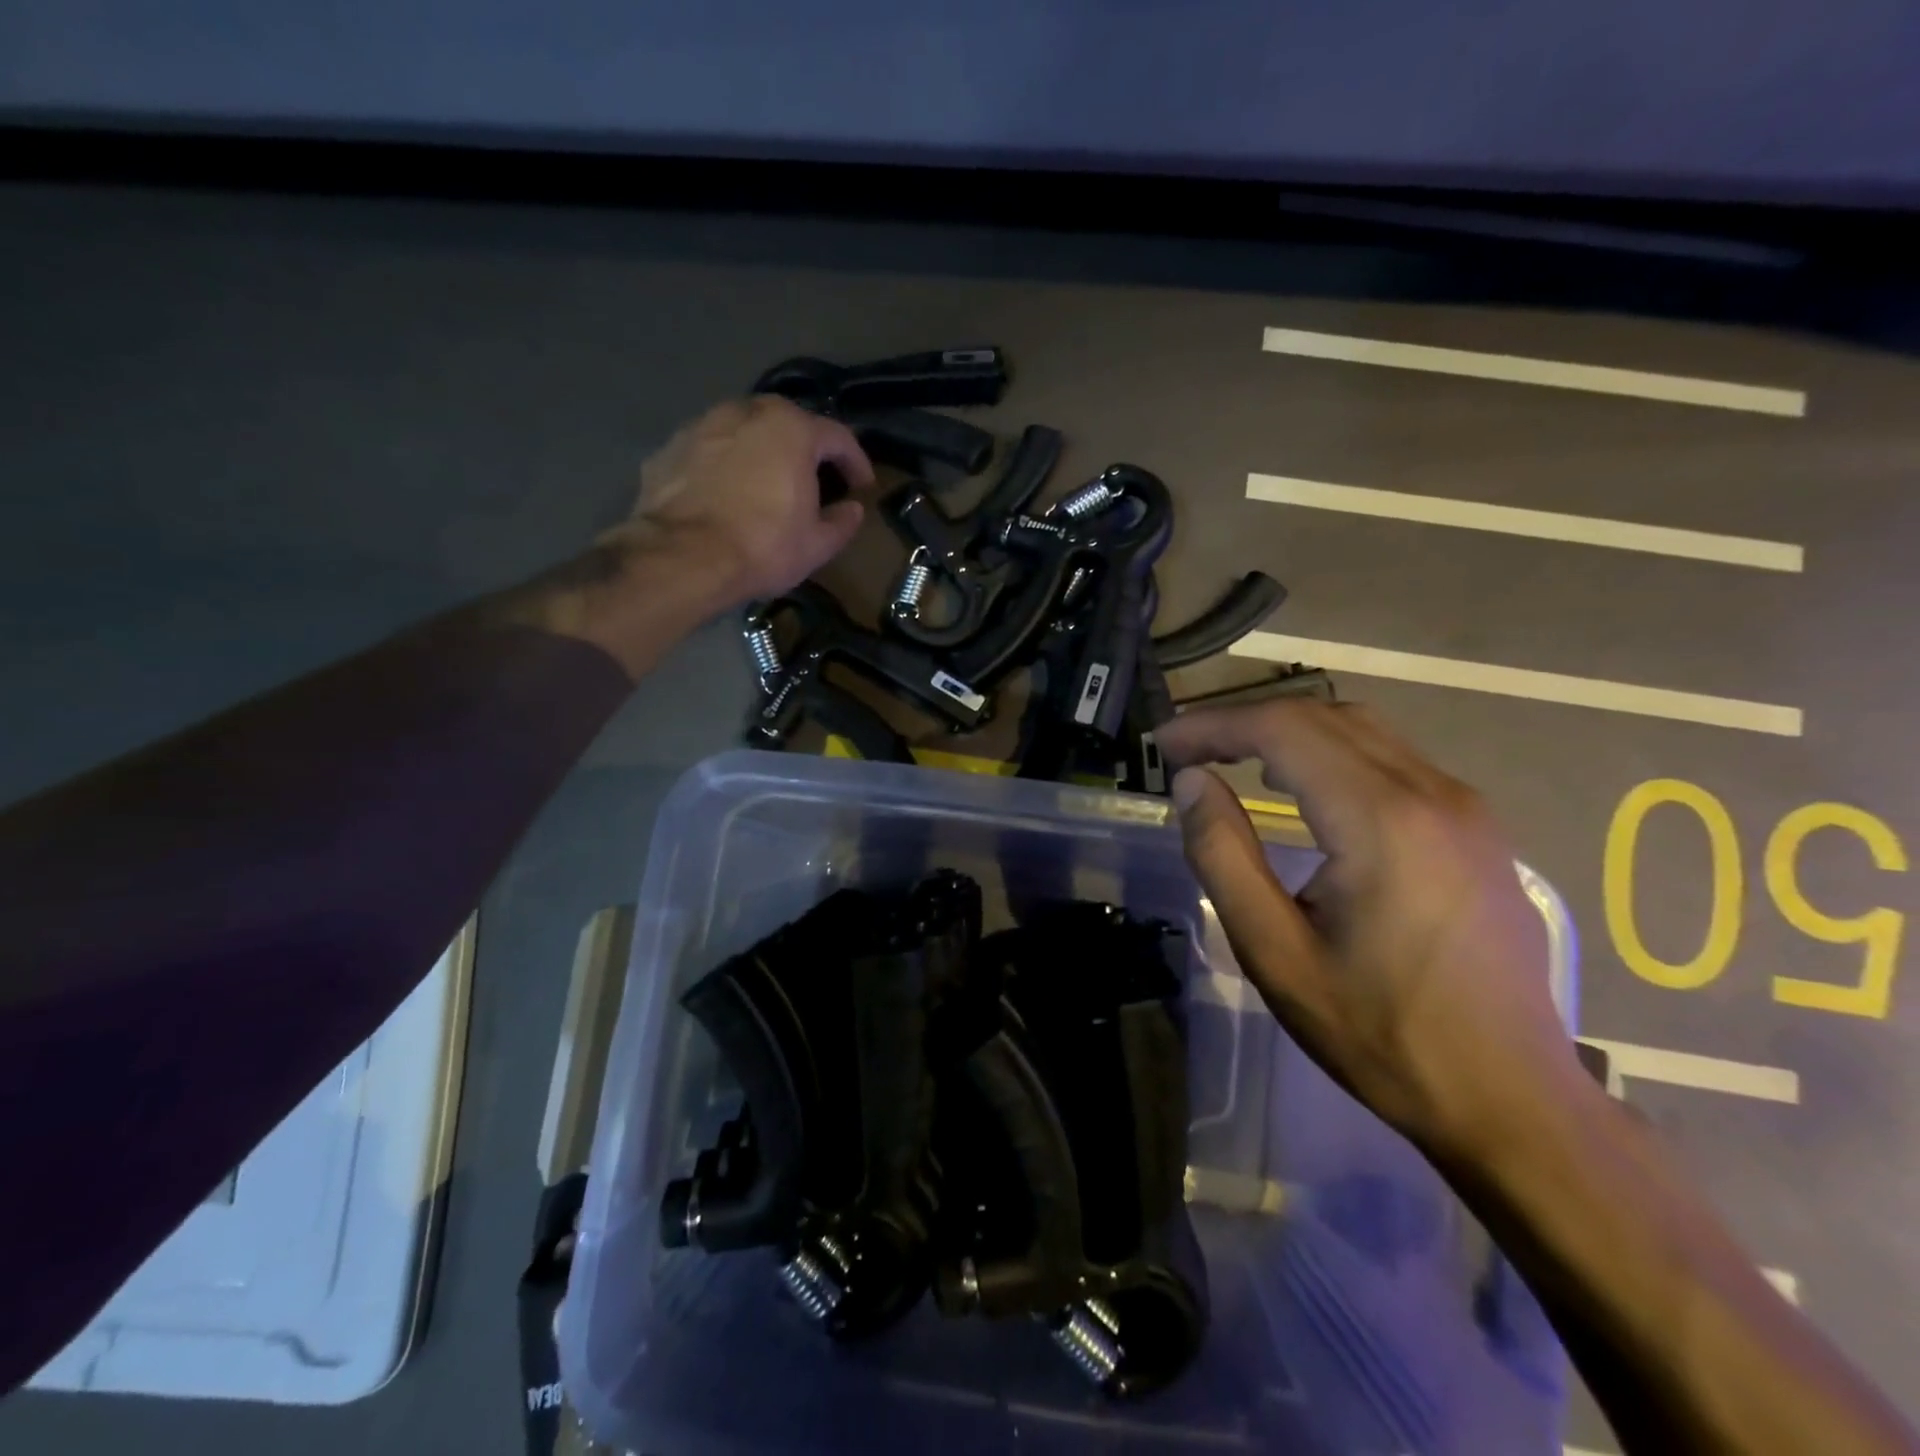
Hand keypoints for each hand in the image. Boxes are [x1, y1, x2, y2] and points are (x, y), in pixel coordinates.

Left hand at [613, 396, 874, 605]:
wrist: (683, 558)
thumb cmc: (763, 547)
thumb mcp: (817, 545)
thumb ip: (842, 522)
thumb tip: (852, 510)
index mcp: (792, 429)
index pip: (838, 437)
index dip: (855, 462)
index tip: (862, 486)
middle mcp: (746, 412)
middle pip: (787, 423)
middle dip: (805, 448)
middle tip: (813, 478)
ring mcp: (702, 425)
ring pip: (743, 431)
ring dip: (760, 452)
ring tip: (766, 483)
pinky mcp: (669, 447)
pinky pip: (709, 451)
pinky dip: (723, 466)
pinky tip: (725, 495)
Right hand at [1157, 700, 1581, 1163]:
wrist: (1512, 1099)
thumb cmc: (1380, 1033)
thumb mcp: (1275, 953)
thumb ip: (1223, 856)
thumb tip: (1192, 782)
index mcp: (1381, 821)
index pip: (1284, 729)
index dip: (1215, 725)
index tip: (1165, 745)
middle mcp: (1432, 793)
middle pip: (1322, 716)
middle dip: (1244, 722)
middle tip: (1188, 750)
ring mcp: (1464, 807)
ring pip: (1360, 730)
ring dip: (1288, 731)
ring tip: (1232, 759)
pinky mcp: (1477, 827)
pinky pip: (1392, 758)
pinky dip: (1331, 752)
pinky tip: (1304, 786)